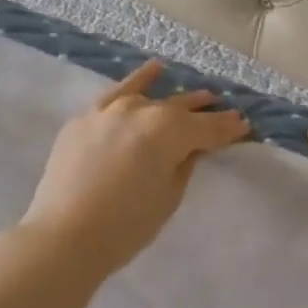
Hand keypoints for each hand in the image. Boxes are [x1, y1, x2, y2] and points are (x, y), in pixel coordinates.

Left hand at [22, 61, 249, 275]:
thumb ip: (185, 163)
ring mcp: (109, 110)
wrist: (62, 236)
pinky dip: (137, 81)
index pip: (207, 127)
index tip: (245, 126)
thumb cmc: (126, 225)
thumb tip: (194, 147)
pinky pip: (116, 94)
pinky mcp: (85, 118)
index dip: (228, 128)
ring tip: (200, 94)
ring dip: (176, 97)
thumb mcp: (168, 196)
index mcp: (168, 130)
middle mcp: (141, 109)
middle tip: (225, 113)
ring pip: (151, 97)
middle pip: (180, 109)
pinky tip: (152, 71)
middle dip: (205, 113)